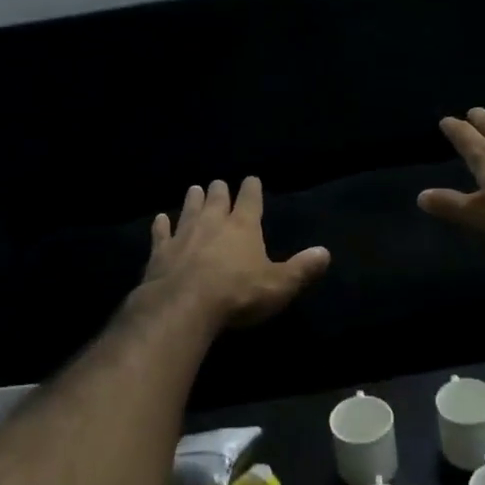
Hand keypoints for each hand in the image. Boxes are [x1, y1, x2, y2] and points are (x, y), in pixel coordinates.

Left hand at [142, 178, 329, 327]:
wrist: (184, 306)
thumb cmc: (238, 294)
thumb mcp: (279, 285)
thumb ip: (301, 269)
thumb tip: (325, 252)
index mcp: (243, 227)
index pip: (250, 199)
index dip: (252, 188)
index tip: (251, 179)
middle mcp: (213, 223)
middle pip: (217, 199)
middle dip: (220, 190)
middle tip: (218, 183)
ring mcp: (183, 235)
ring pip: (189, 209)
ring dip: (193, 199)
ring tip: (194, 188)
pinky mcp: (161, 252)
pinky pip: (161, 233)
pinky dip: (161, 225)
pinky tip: (160, 219)